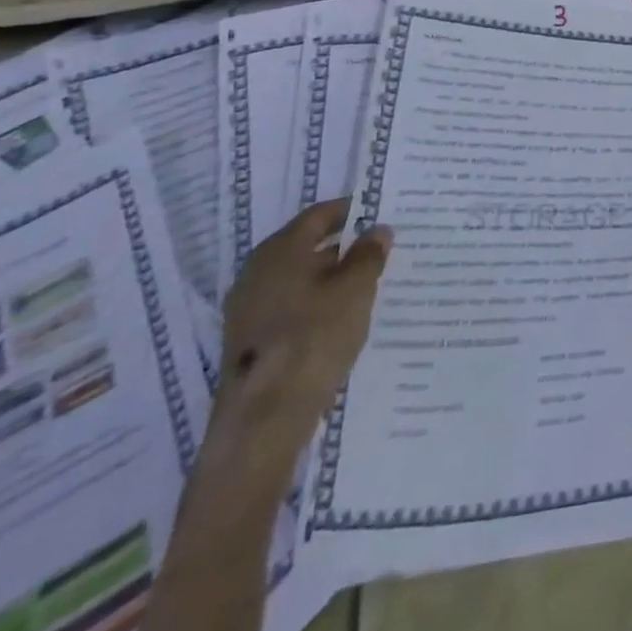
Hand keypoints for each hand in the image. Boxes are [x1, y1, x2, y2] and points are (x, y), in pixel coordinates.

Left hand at [215, 199, 390, 460]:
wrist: (263, 420)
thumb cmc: (313, 338)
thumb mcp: (355, 289)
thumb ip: (369, 255)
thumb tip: (377, 230)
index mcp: (278, 251)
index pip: (318, 216)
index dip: (351, 210)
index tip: (381, 213)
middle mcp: (257, 274)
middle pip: (307, 247)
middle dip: (345, 246)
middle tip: (382, 249)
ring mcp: (249, 311)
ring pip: (300, 280)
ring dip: (333, 278)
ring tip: (371, 284)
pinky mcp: (251, 343)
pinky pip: (292, 308)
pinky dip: (318, 305)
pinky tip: (344, 319)